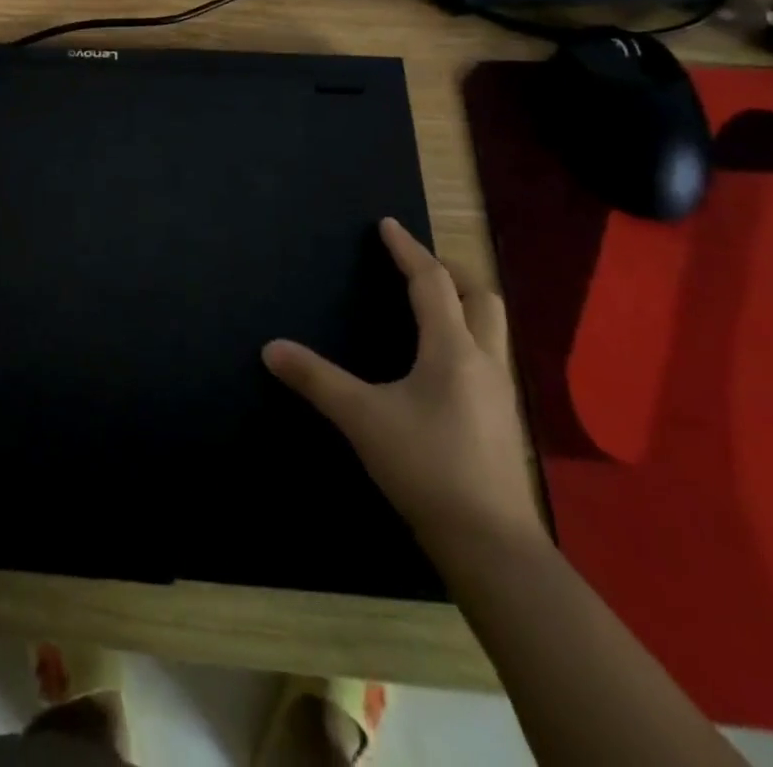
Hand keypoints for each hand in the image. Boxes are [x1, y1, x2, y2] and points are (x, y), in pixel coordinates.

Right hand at [263, 218, 544, 562]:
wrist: (491, 546)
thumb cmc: (426, 467)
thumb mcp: (362, 418)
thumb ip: (316, 379)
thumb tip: (270, 347)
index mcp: (451, 349)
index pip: (431, 282)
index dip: (408, 250)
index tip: (388, 225)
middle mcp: (484, 361)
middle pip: (481, 296)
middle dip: (451, 270)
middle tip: (417, 264)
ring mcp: (500, 392)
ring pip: (492, 327)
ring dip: (465, 302)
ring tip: (431, 304)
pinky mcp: (502, 420)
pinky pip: (489, 356)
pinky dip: (467, 336)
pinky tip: (442, 362)